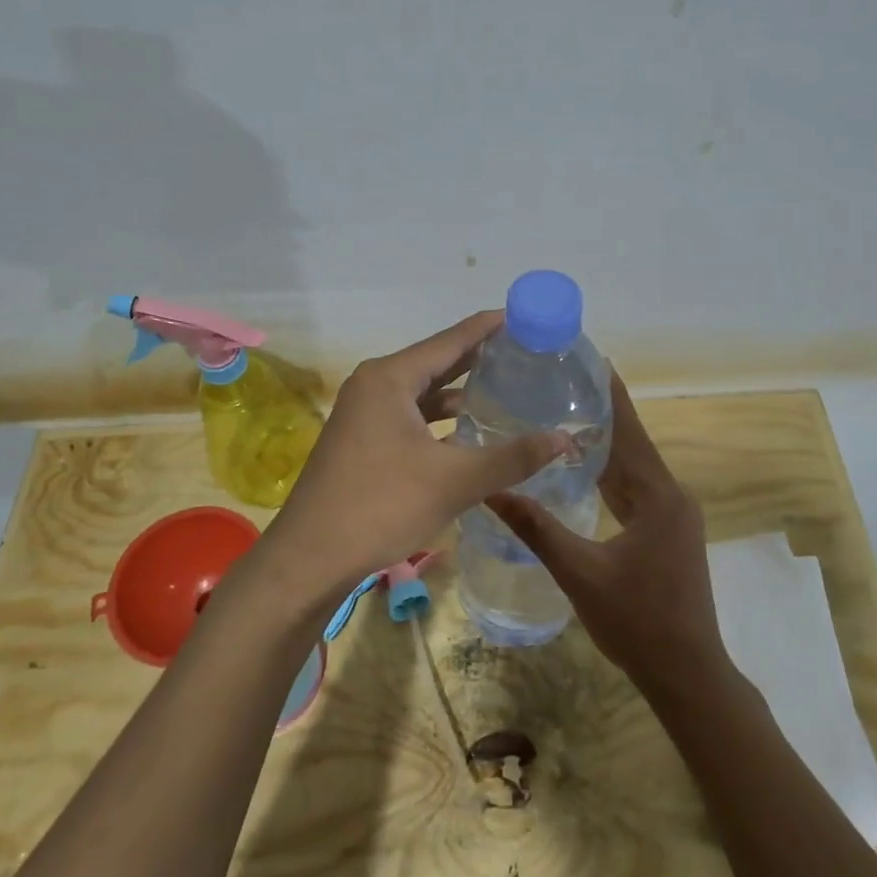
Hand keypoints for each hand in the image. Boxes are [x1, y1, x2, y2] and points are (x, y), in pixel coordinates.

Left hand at [262, 312, 568, 595]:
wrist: (310, 558)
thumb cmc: (381, 505)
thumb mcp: (454, 480)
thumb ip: (512, 457)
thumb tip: (565, 438)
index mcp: (390, 378)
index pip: (451, 341)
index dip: (489, 328)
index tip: (525, 317)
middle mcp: (374, 386)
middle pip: (436, 363)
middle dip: (479, 359)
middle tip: (525, 354)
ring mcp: (364, 415)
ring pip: (422, 395)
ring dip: (459, 395)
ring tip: (506, 392)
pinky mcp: (362, 442)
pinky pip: (410, 419)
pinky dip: (440, 422)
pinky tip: (468, 435)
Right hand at [487, 374, 732, 698]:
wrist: (687, 672)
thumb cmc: (637, 621)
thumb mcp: (580, 573)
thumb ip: (537, 528)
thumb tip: (492, 491)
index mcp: (657, 496)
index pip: (629, 430)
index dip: (610, 394)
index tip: (589, 359)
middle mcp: (671, 496)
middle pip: (632, 444)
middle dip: (600, 414)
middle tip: (559, 385)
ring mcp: (673, 515)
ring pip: (633, 469)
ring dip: (604, 445)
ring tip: (563, 416)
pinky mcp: (667, 533)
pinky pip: (636, 490)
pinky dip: (610, 475)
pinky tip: (582, 469)